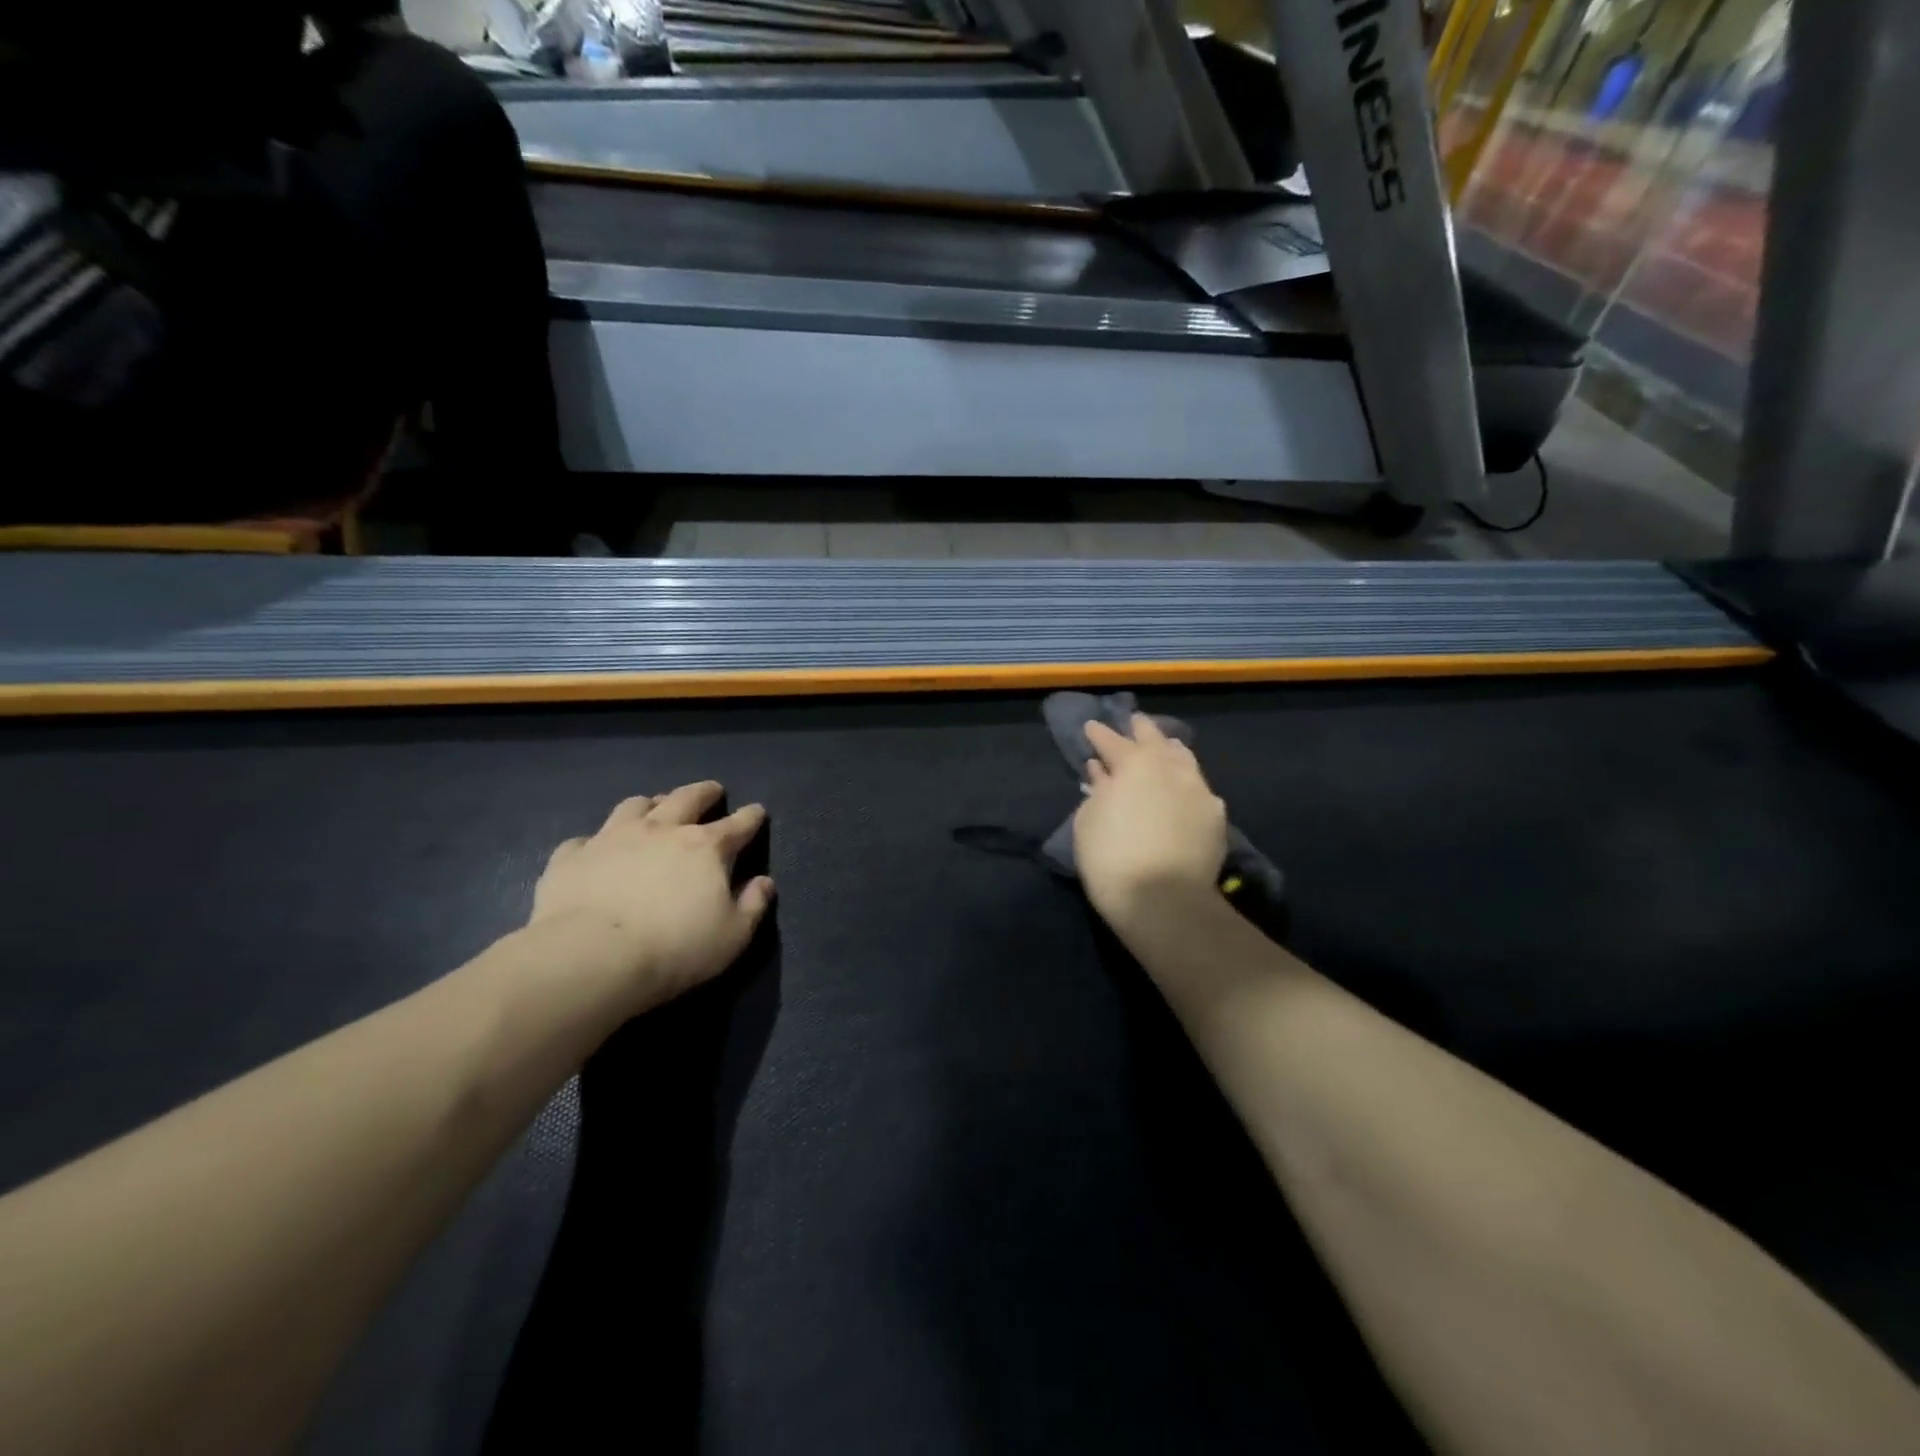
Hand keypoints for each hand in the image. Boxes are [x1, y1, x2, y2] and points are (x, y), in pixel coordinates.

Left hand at [532, 782, 775, 1015]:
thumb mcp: (732, 936)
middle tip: (712, 790)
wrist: (592, 957)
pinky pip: (584, 840)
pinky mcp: (572, 857)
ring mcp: (612, 838)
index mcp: (705, 847)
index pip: (737, 824)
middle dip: (704, 792)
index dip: (751, 817)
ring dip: (650, 804)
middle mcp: (661, 830)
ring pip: (635, 806)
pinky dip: (595, 842)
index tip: (757, 811)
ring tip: (654, 808)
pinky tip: (595, 851)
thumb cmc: (675, 948)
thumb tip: (764, 882)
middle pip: (687, 799)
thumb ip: (752, 905)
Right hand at [1074, 714, 1227, 923]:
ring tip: (1165, 745)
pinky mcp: (1215, 817)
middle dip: (1141, 729)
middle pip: (1154, 740)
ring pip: (1184, 759)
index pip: (1112, 741)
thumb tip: (1102, 772)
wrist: (1163, 900)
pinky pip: (1199, 789)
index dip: (1099, 734)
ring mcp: (1198, 790)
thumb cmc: (1111, 857)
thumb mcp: (1089, 821)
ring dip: (1170, 750)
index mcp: (1134, 764)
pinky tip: (1186, 786)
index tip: (1091, 726)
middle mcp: (1170, 768)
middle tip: (1134, 721)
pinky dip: (1187, 782)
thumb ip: (1098, 790)